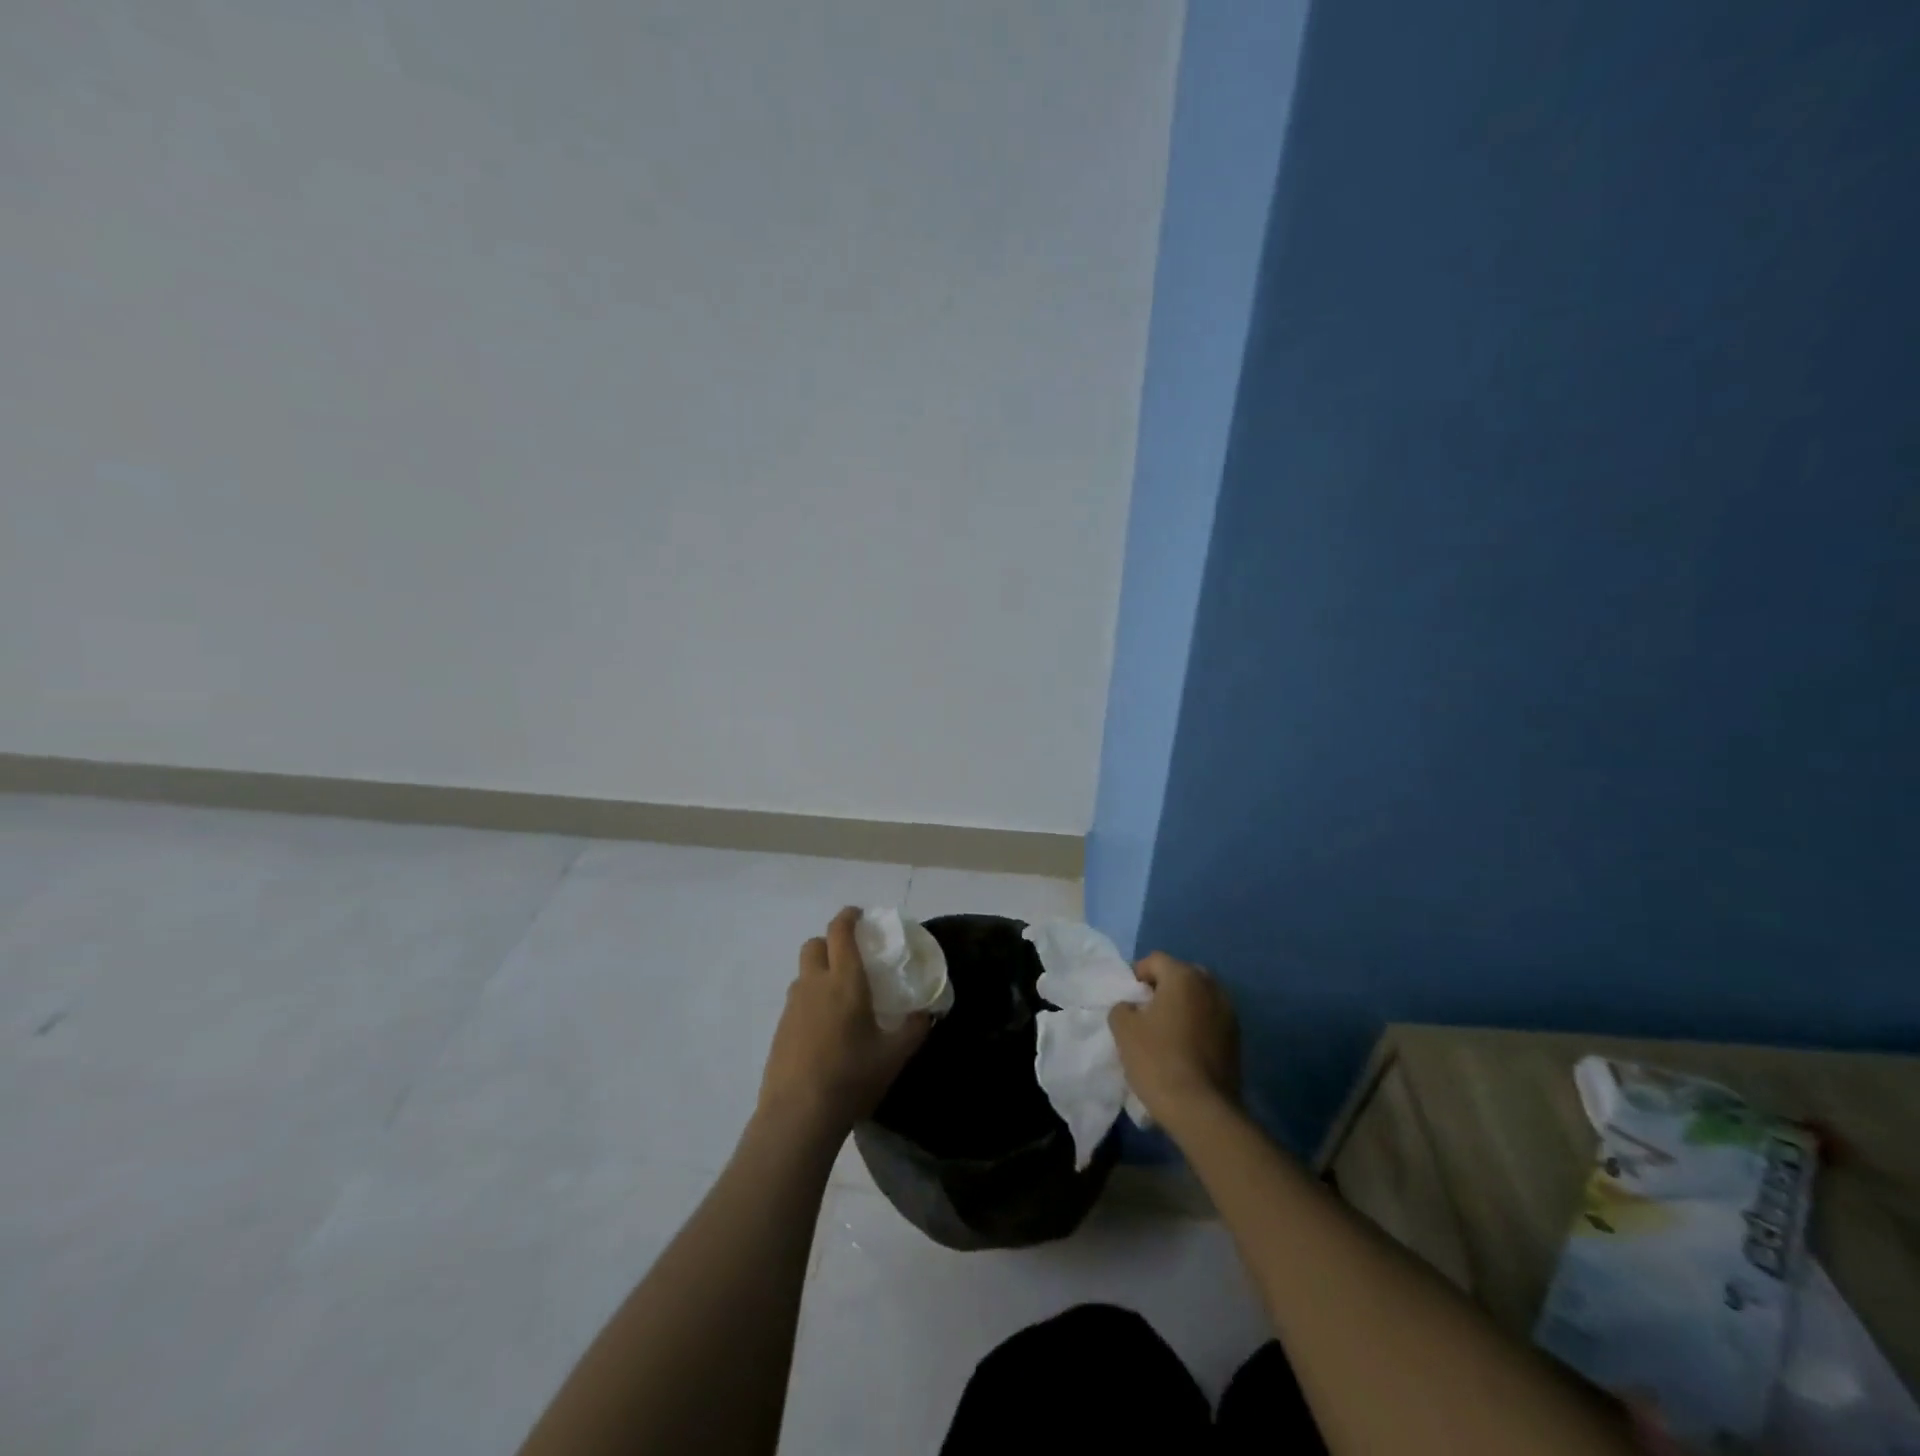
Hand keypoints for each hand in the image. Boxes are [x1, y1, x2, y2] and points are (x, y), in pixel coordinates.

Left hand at [757, 907, 928, 1143]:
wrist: (797, 1115)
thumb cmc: (851, 1076)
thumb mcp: (894, 1055)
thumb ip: (914, 1029)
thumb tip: (926, 1013)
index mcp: (844, 980)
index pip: (840, 931)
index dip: (848, 916)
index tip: (860, 915)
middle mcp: (814, 984)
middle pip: (814, 944)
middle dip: (830, 942)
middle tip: (850, 957)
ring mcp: (792, 1006)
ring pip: (803, 973)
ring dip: (818, 972)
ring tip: (839, 996)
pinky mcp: (780, 1029)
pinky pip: (796, 1001)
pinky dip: (810, 1000)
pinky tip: (824, 1028)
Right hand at [1108, 952, 1240, 1129]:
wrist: (1201, 1110)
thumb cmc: (1158, 1060)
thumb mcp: (1124, 1030)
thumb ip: (1123, 1007)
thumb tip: (1132, 1007)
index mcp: (1184, 977)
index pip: (1155, 960)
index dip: (1137, 975)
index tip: (1129, 1000)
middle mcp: (1211, 987)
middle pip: (1181, 975)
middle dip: (1163, 988)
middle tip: (1147, 1012)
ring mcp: (1229, 1013)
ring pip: (1199, 998)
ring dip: (1183, 1006)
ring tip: (1166, 1032)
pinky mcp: (1237, 1039)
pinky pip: (1211, 1019)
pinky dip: (1197, 1025)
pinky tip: (1184, 1048)